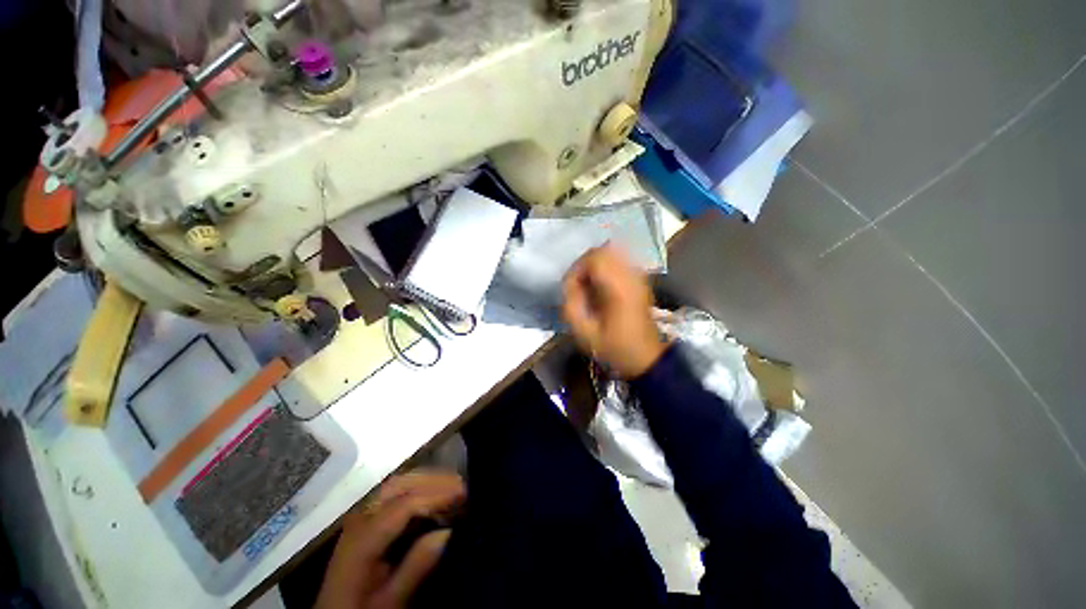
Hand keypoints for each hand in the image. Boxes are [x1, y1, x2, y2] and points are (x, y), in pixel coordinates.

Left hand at [315, 472, 465, 608]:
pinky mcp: (366, 519)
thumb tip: (447, 531)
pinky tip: (432, 495)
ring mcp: (361, 516)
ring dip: (426, 480)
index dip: (436, 495)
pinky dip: (417, 488)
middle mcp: (359, 519)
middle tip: (461, 484)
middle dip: (433, 480)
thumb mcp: (389, 602)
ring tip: (452, 485)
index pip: (403, 506)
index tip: (464, 493)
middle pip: (399, 485)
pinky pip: (394, 493)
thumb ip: (415, 568)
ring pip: (396, 484)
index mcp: (362, 540)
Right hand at [562, 245, 666, 378]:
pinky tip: (601, 287)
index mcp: (619, 288)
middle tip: (577, 286)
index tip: (571, 289)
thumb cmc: (615, 348)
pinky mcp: (640, 280)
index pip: (594, 258)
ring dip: (594, 266)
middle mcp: (631, 276)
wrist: (646, 358)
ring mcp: (639, 276)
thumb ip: (571, 305)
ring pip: (612, 253)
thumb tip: (569, 284)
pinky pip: (619, 262)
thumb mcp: (585, 334)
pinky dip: (605, 269)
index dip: (577, 269)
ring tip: (588, 286)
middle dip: (584, 265)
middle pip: (603, 250)